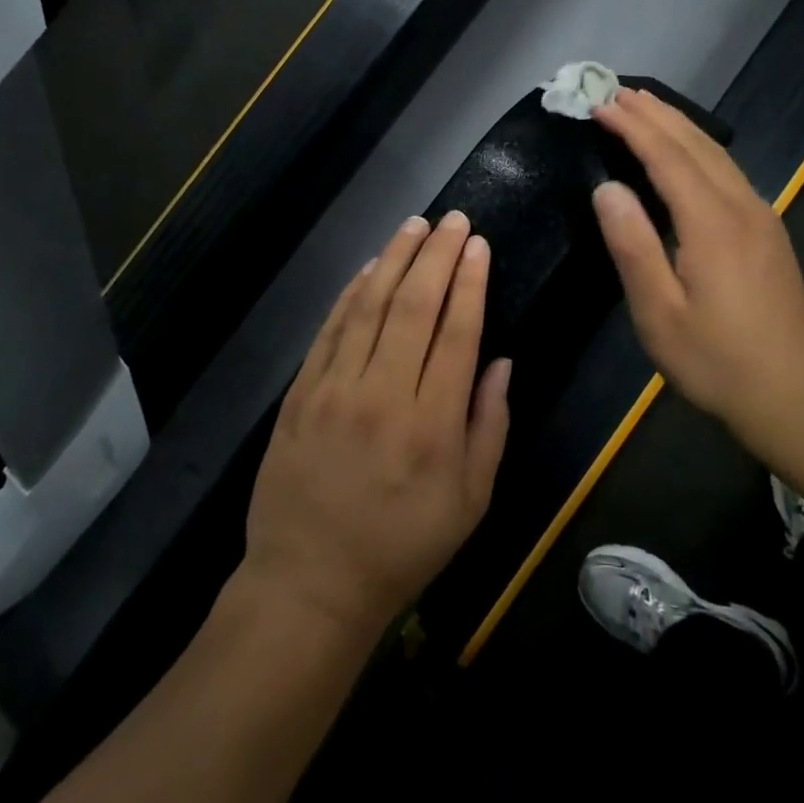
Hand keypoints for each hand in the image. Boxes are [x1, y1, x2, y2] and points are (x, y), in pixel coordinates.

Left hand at [242, 212, 511, 637]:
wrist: (309, 583)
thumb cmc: (402, 546)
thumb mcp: (470, 501)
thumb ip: (490, 426)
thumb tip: (501, 361)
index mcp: (433, 424)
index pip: (456, 332)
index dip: (469, 282)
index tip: (477, 244)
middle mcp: (383, 395)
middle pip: (414, 306)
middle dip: (437, 255)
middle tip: (452, 219)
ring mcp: (335, 390)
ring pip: (369, 307)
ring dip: (394, 260)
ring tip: (414, 225)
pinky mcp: (301, 393)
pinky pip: (330, 330)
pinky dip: (351, 293)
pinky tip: (369, 268)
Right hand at [590, 87, 803, 444]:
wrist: (795, 396)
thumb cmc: (716, 360)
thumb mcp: (659, 312)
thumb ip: (633, 245)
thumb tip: (607, 188)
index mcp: (712, 223)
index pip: (667, 157)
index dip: (633, 127)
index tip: (601, 104)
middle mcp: (742, 207)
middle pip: (696, 144)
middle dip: (657, 114)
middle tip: (619, 92)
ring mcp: (762, 217)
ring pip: (718, 154)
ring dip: (679, 126)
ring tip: (647, 108)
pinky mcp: (769, 231)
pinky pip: (729, 171)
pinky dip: (699, 149)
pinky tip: (687, 152)